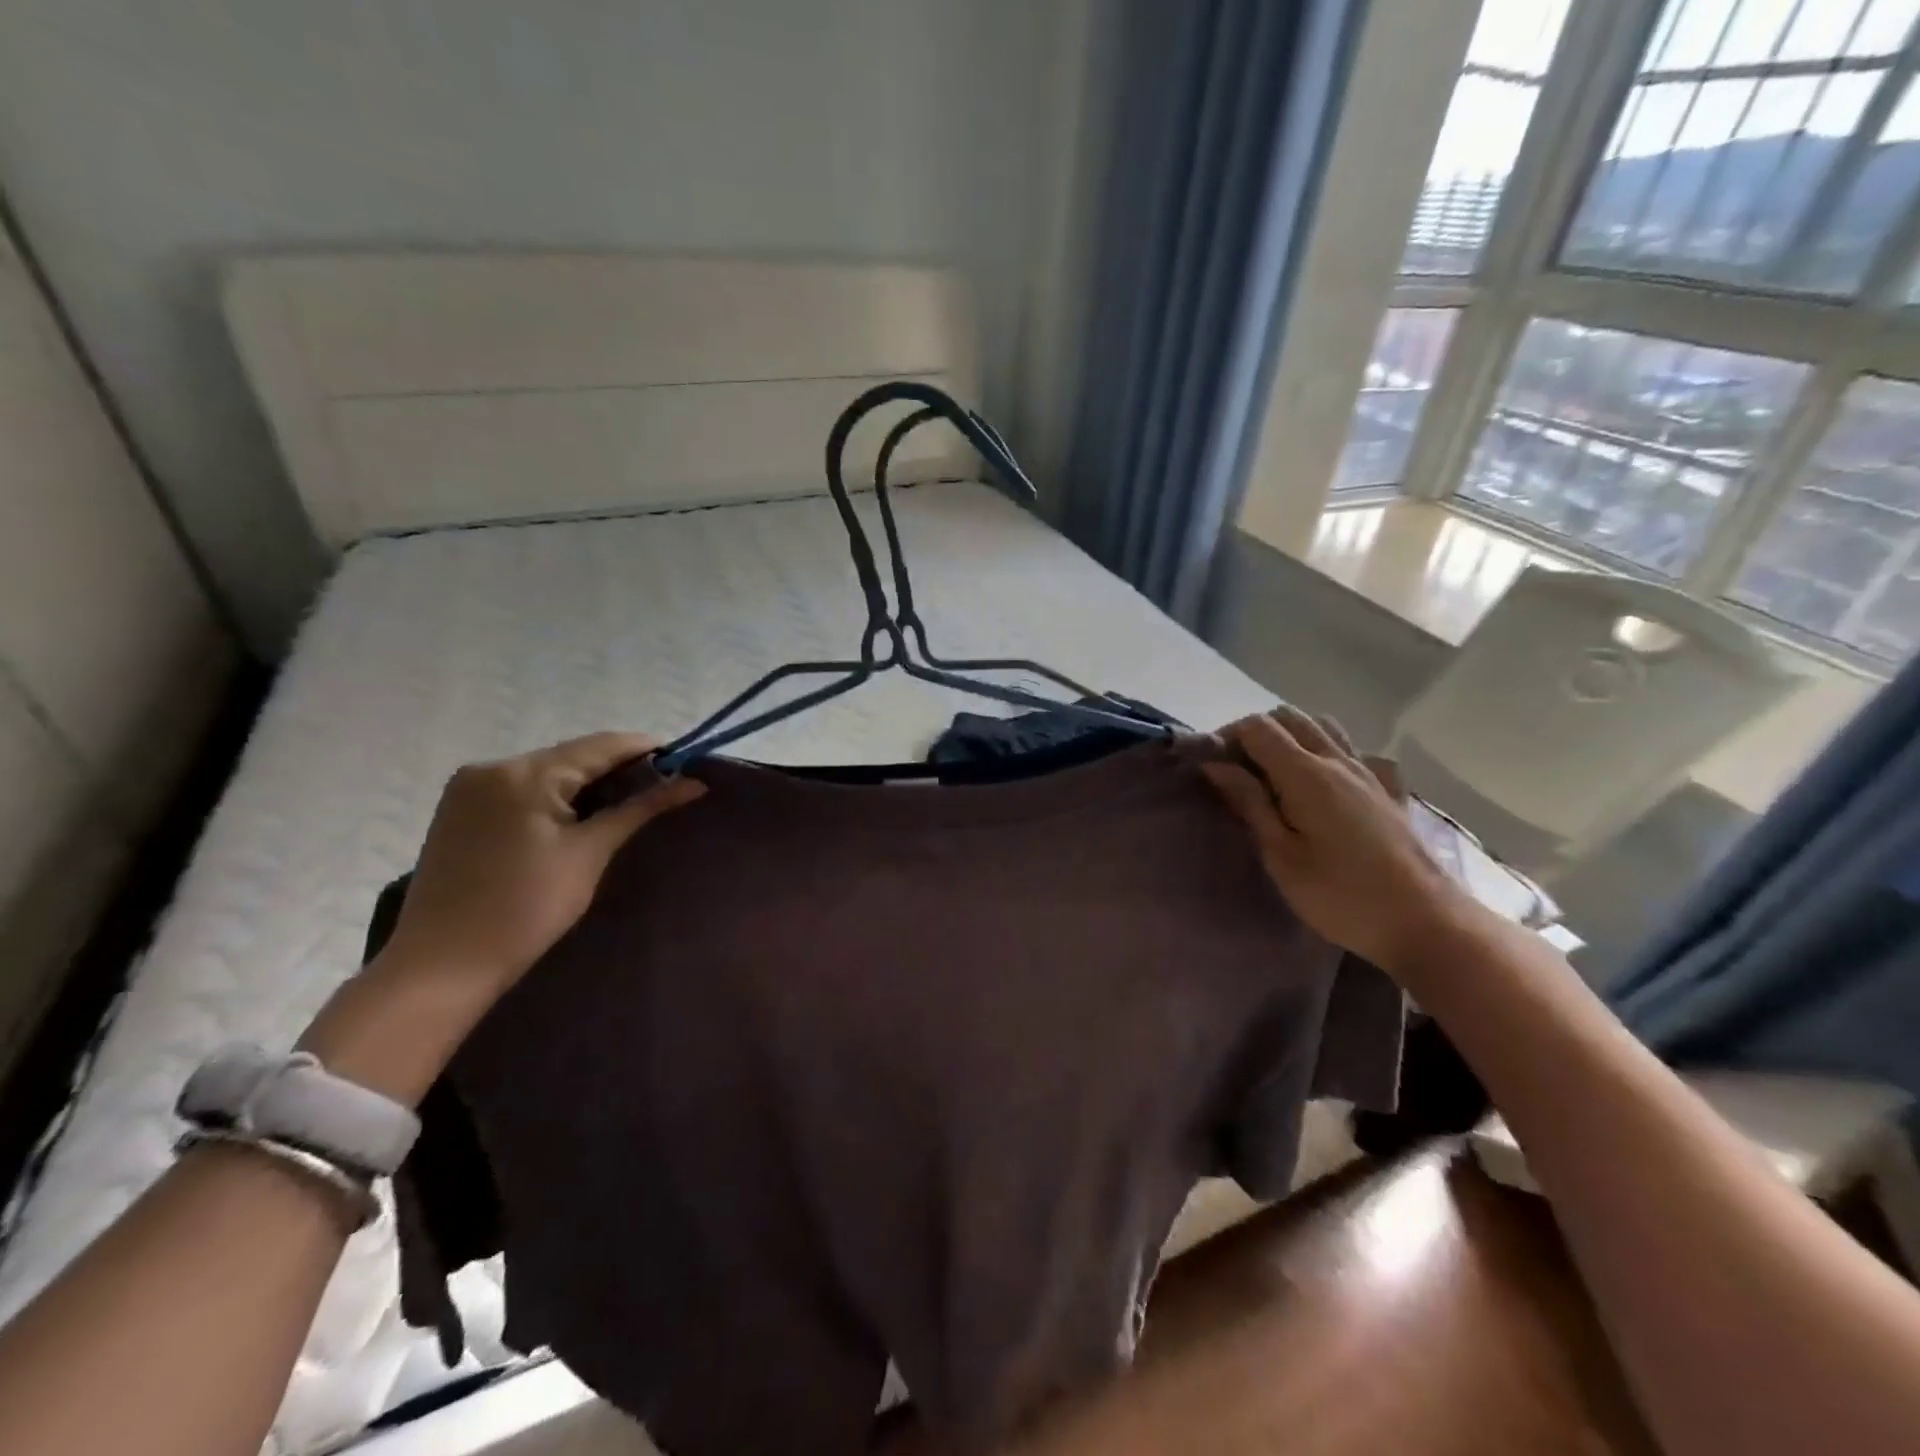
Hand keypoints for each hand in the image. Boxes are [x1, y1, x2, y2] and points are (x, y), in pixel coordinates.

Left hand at [380, 732, 704, 989]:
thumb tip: (694, 783)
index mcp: (524, 773)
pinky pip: (522, 789)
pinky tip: (579, 816)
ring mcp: (469, 788)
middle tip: (662, 789)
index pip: (600, 745)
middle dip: (618, 768)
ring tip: (627, 804)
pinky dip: (556, 796)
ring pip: (547, 772)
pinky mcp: (459, 810)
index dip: (647, 750)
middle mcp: (491, 767)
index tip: (686, 762)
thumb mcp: (590, 853)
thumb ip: (641, 808)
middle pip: (572, 755)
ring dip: (588, 783)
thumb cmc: (526, 909)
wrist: (441, 967)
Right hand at [1201, 707, 1471, 973]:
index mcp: (1305, 773)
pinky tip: (1331, 784)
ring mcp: (1370, 773)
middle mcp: (1338, 760)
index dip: (1228, 737)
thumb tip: (1215, 765)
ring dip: (1294, 737)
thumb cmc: (1339, 895)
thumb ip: (1249, 802)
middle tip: (1239, 771)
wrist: (1425, 923)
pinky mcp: (1391, 791)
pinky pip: (1358, 753)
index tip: (1213, 768)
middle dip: (1257, 733)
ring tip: (1278, 775)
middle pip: (1290, 717)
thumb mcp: (1281, 855)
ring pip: (1325, 727)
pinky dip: (1334, 754)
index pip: (1258, 727)